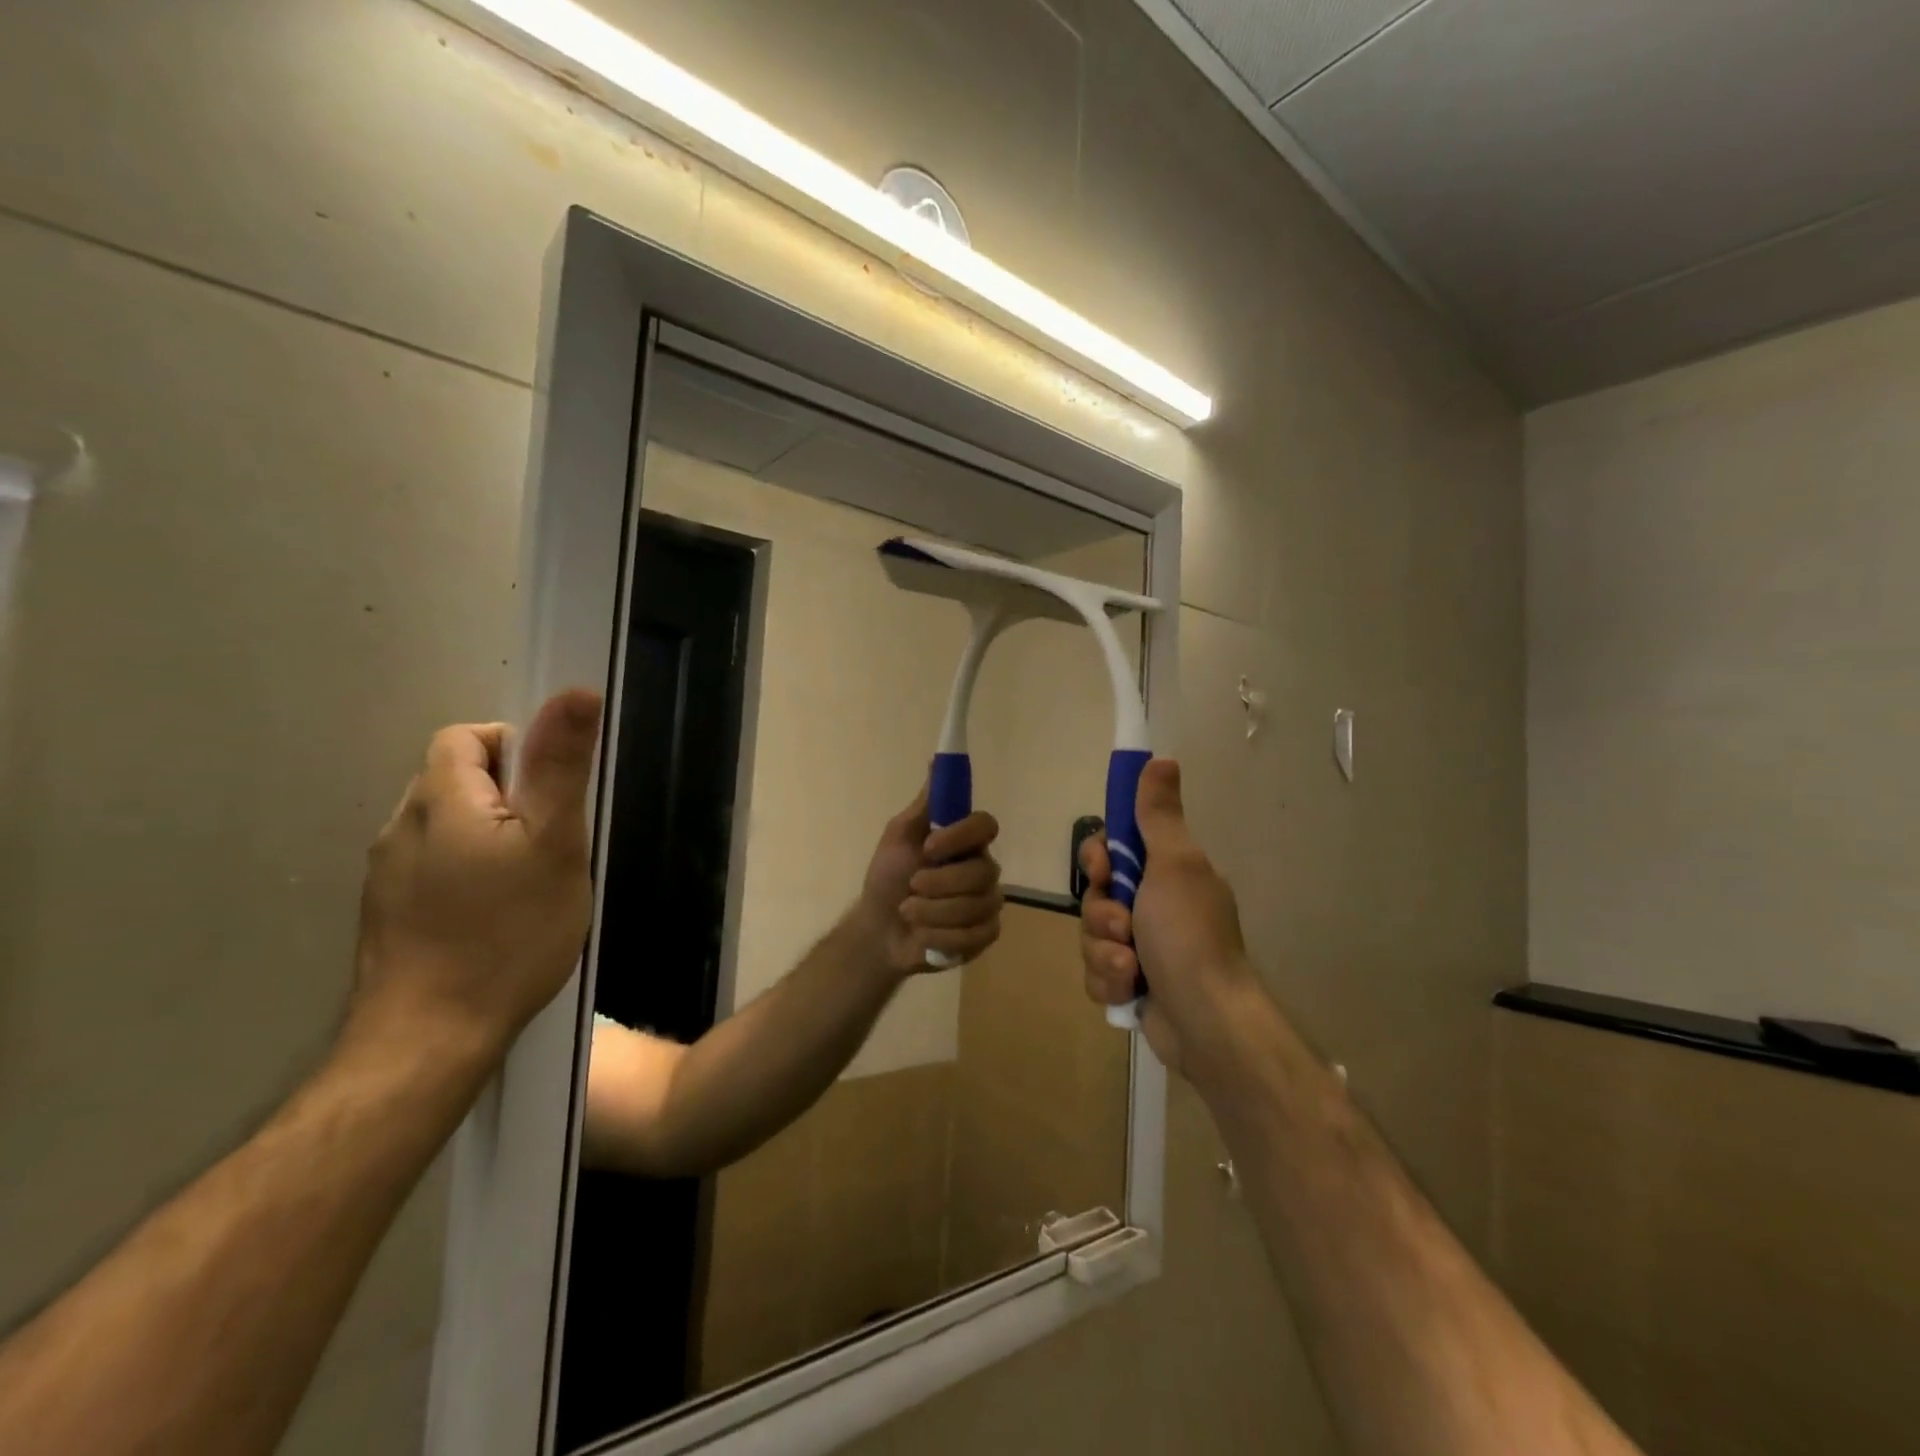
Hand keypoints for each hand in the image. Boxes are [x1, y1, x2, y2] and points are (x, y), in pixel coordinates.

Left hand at [348, 688, 603, 1064]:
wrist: (430, 1039)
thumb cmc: (507, 934)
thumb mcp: (554, 844)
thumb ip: (561, 766)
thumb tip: (576, 692)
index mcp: (441, 800)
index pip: (469, 736)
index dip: (516, 747)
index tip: (553, 796)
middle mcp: (401, 826)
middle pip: (456, 778)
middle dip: (508, 794)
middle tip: (551, 843)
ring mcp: (387, 874)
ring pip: (446, 824)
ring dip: (488, 833)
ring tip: (527, 881)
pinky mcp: (387, 913)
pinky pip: (433, 864)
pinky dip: (467, 869)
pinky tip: (494, 915)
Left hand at [858, 786, 1003, 974]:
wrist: (878, 930)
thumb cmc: (888, 878)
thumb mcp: (899, 835)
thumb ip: (926, 804)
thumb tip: (937, 759)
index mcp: (965, 841)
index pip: (986, 825)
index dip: (961, 836)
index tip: (929, 846)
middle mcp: (982, 868)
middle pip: (983, 871)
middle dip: (940, 883)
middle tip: (911, 887)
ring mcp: (987, 902)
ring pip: (977, 905)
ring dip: (933, 912)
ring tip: (909, 913)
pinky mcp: (985, 934)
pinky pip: (977, 934)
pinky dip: (942, 936)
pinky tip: (924, 935)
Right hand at [1079, 758, 1261, 1080]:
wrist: (1206, 1022)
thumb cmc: (1188, 935)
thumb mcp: (1174, 865)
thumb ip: (1159, 815)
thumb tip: (1161, 760)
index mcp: (1167, 873)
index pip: (1113, 849)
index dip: (1099, 858)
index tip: (1103, 870)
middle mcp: (1155, 906)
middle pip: (1096, 895)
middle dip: (1102, 916)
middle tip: (1125, 928)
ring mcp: (1143, 947)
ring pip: (1092, 936)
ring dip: (1105, 953)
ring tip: (1131, 970)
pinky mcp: (1132, 984)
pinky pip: (1097, 972)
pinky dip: (1109, 982)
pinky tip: (1130, 992)